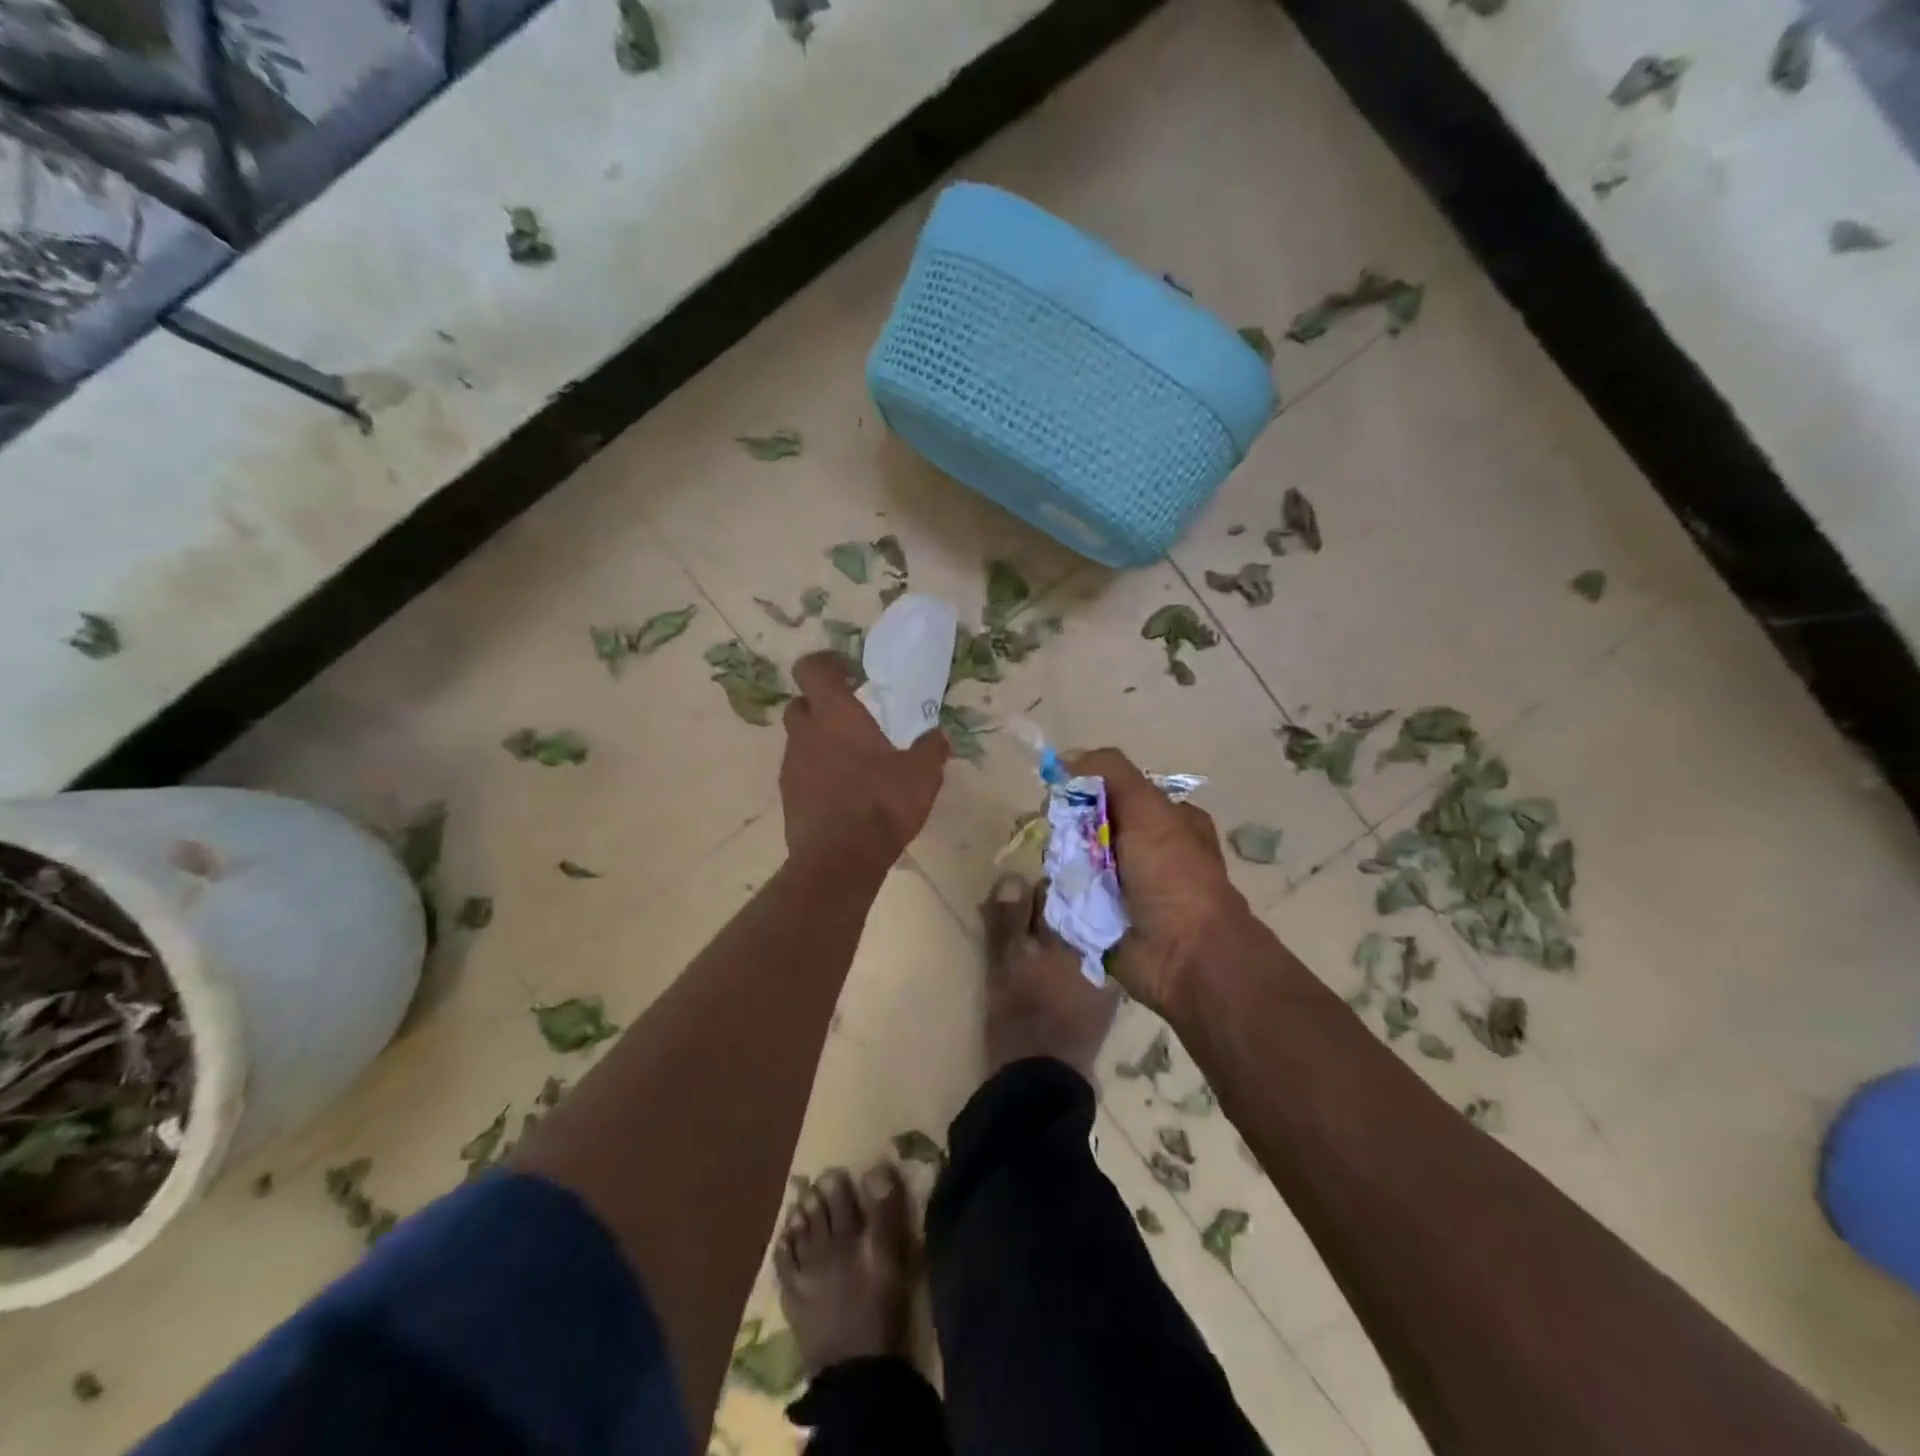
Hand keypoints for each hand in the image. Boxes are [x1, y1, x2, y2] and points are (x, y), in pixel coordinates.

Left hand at [780, 653, 949, 865]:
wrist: (840, 859)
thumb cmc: (881, 803)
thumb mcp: (922, 774)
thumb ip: (931, 749)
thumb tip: (937, 736)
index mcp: (835, 715)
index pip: (812, 669)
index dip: (827, 663)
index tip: (851, 673)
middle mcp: (806, 733)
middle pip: (801, 703)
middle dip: (821, 704)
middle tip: (851, 717)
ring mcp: (791, 766)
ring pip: (799, 739)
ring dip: (819, 740)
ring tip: (852, 759)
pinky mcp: (788, 796)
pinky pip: (800, 771)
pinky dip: (816, 771)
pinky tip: (843, 789)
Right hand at [1068, 748, 1250, 1016]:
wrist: (1185, 956)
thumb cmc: (1173, 875)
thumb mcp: (1148, 809)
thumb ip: (1110, 773)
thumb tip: (1065, 757)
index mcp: (1167, 820)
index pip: (1114, 792)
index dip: (1085, 789)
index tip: (1060, 794)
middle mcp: (1147, 850)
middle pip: (1090, 824)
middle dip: (1068, 828)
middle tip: (1057, 836)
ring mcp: (1126, 886)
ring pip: (1077, 858)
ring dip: (1063, 861)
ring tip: (1059, 867)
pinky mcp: (1106, 916)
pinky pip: (1072, 893)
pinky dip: (1062, 891)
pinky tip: (1057, 890)